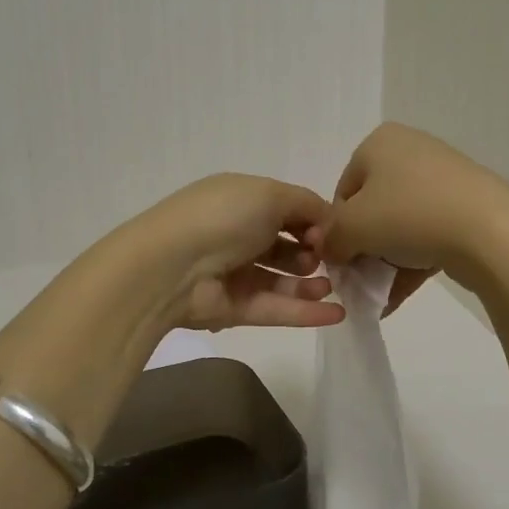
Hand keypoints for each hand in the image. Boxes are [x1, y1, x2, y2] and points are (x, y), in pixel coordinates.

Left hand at [141, 174, 345, 332]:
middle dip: (311, 252)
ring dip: (310, 284)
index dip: (312, 219)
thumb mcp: (270, 194)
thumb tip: (327, 221)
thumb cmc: (223, 218)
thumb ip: (306, 204)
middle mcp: (236, 234)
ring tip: (331, 286)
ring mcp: (233, 274)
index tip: (330, 231)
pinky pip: (275, 309)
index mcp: (240, 200)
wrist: (171, 267)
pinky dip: (306, 312)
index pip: (284, 209)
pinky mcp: (234, 309)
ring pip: (280, 280)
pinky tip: (337, 314)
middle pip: (283, 245)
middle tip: (327, 259)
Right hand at [311, 124, 508, 312]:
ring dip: (385, 263)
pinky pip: (427, 235)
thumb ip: (330, 237)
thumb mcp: (352, 226)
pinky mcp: (467, 206)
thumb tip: (329, 249)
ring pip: (400, 226)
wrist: (490, 231)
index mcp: (380, 143)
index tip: (342, 260)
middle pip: (372, 209)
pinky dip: (411, 264)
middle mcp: (410, 151)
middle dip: (363, 249)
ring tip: (380, 297)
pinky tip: (398, 298)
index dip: (337, 230)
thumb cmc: (409, 214)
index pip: (343, 191)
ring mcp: (442, 179)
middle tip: (361, 281)